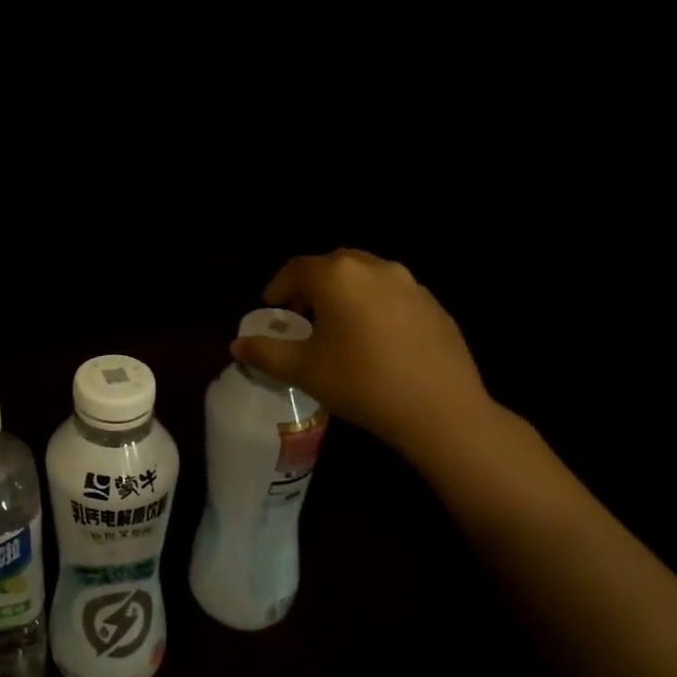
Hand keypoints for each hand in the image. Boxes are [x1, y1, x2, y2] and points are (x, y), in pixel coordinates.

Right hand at [232, 249, 495, 461]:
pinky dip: (376, 306)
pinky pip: (394, 295)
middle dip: (313, 286)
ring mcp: (410, 284)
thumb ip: (265, 353)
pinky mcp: (434, 305)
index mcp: (337, 277)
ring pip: (366, 277)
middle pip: (333, 266)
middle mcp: (374, 268)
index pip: (296, 269)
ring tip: (339, 326)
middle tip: (302, 315)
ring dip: (346, 293)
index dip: (278, 287)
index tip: (271, 308)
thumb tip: (236, 346)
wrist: (440, 410)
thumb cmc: (361, 383)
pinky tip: (377, 341)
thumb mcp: (303, 370)